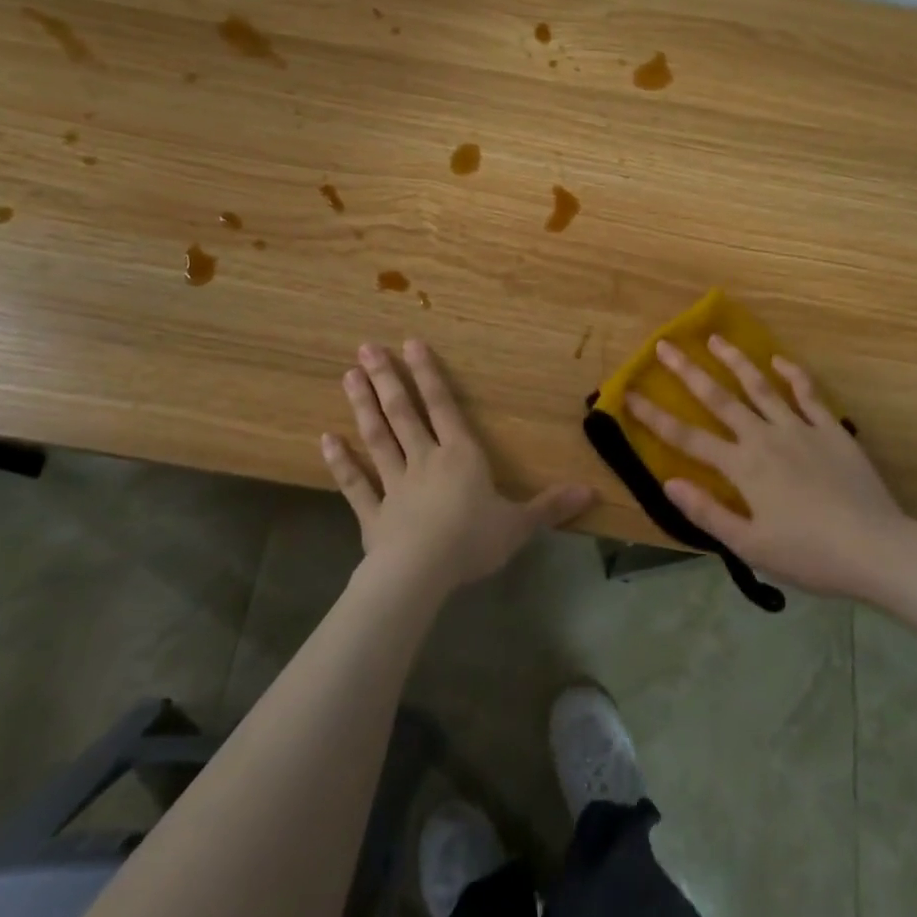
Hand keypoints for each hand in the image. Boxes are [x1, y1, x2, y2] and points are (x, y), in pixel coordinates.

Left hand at [322, 340, 594, 594]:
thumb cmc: (472, 541)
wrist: (421, 573)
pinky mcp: (372, 514)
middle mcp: (425, 460)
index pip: (444, 406)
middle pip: (403, 413)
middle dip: (387, 379)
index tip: (411, 343)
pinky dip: (341, 462)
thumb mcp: (519, 524)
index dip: (429, 375)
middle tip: (366, 347)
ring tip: (348, 375)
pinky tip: (326, 439)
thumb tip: (590, 492)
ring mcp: (394, 485)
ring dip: (363, 407)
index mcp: (460, 456)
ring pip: (378, 438)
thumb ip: (550, 506)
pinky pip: (355, 484)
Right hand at [628, 336, 916, 598]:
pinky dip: (793, 375)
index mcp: (742, 467)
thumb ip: (707, 513)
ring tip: (715, 339)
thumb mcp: (751, 545)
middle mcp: (764, 437)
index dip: (654, 416)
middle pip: (719, 399)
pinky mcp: (831, 430)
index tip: (629, 393)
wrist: (877, 550)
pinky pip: (808, 394)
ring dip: (735, 361)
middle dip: (688, 372)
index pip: (687, 437)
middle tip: (665, 345)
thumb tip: (668, 482)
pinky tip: (779, 361)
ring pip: (761, 387)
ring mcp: (800, 429)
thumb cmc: (810, 555)